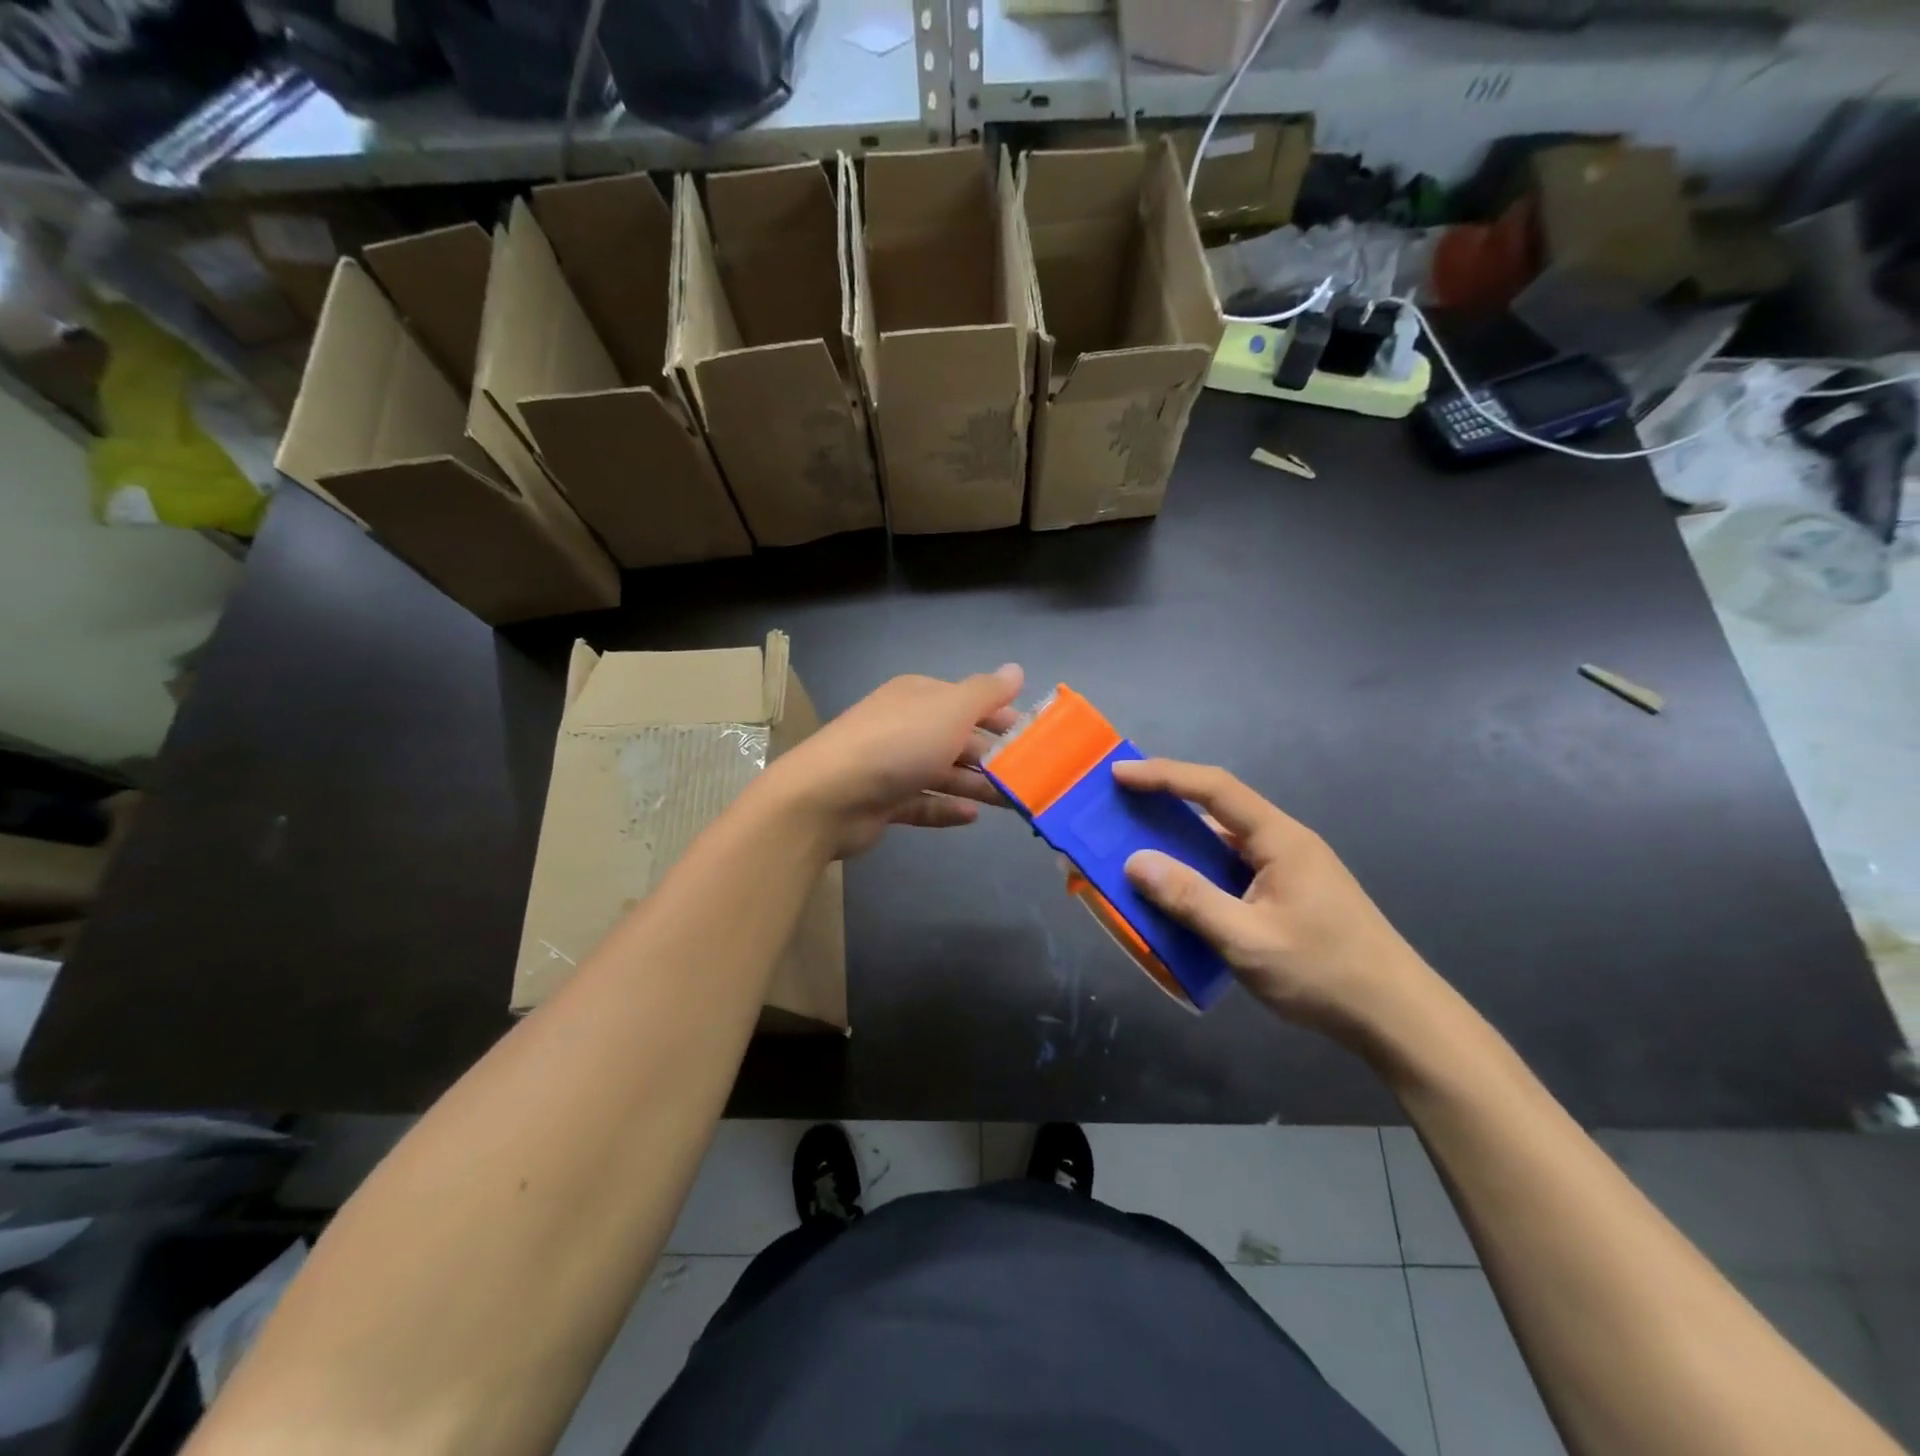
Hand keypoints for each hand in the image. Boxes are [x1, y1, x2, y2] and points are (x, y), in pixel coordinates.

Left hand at [763, 665, 1023, 859]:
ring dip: (977, 786)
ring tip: (1013, 803)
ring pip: (944, 773)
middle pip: (958, 739)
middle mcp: (905, 725)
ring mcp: (892, 765)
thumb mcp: (950, 709)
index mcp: (919, 696)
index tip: (1036, 738)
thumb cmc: (897, 744)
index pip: (970, 701)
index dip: (1003, 717)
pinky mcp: (883, 801)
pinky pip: (923, 803)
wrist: (828, 796)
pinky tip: (972, 818)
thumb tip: (1016, 669)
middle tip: (1031, 776)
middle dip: (994, 756)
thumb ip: (986, 692)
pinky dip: (946, 808)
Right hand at [1115, 759, 1438, 1042]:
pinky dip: (1199, 873)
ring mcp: (1289, 871)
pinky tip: (1179, 894)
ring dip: (1181, 844)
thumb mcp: (1248, 939)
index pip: (1215, 788)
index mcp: (1279, 839)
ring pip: (1224, 844)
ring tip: (1137, 851)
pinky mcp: (1289, 896)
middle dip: (1166, 805)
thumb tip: (1135, 863)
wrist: (1398, 1019)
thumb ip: (1190, 899)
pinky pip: (1233, 871)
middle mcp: (1284, 844)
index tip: (1119, 773)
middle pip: (1218, 809)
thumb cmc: (1325, 973)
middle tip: (1119, 811)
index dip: (1164, 775)